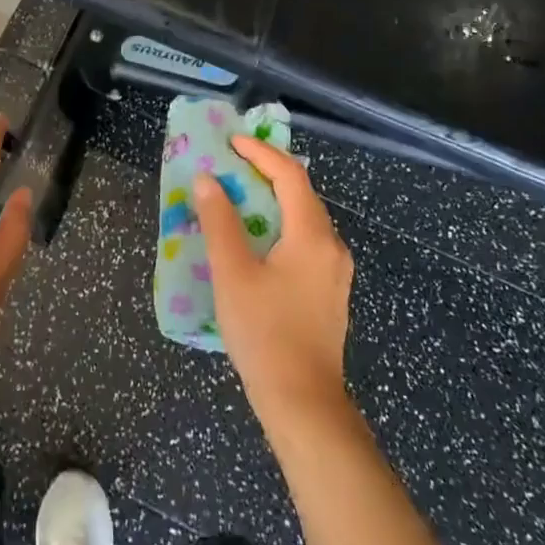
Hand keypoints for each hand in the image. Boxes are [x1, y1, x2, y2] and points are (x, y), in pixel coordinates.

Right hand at [193, 135, 354, 425]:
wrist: (303, 401)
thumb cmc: (264, 332)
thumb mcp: (233, 273)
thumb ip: (220, 221)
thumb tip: (208, 180)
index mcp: (312, 236)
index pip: (290, 176)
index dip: (261, 154)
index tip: (231, 143)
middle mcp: (332, 247)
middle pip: (302, 195)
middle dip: (267, 173)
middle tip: (231, 165)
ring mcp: (335, 272)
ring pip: (305, 220)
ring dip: (273, 201)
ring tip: (239, 197)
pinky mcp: (329, 292)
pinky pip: (306, 242)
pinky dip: (280, 227)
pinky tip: (257, 241)